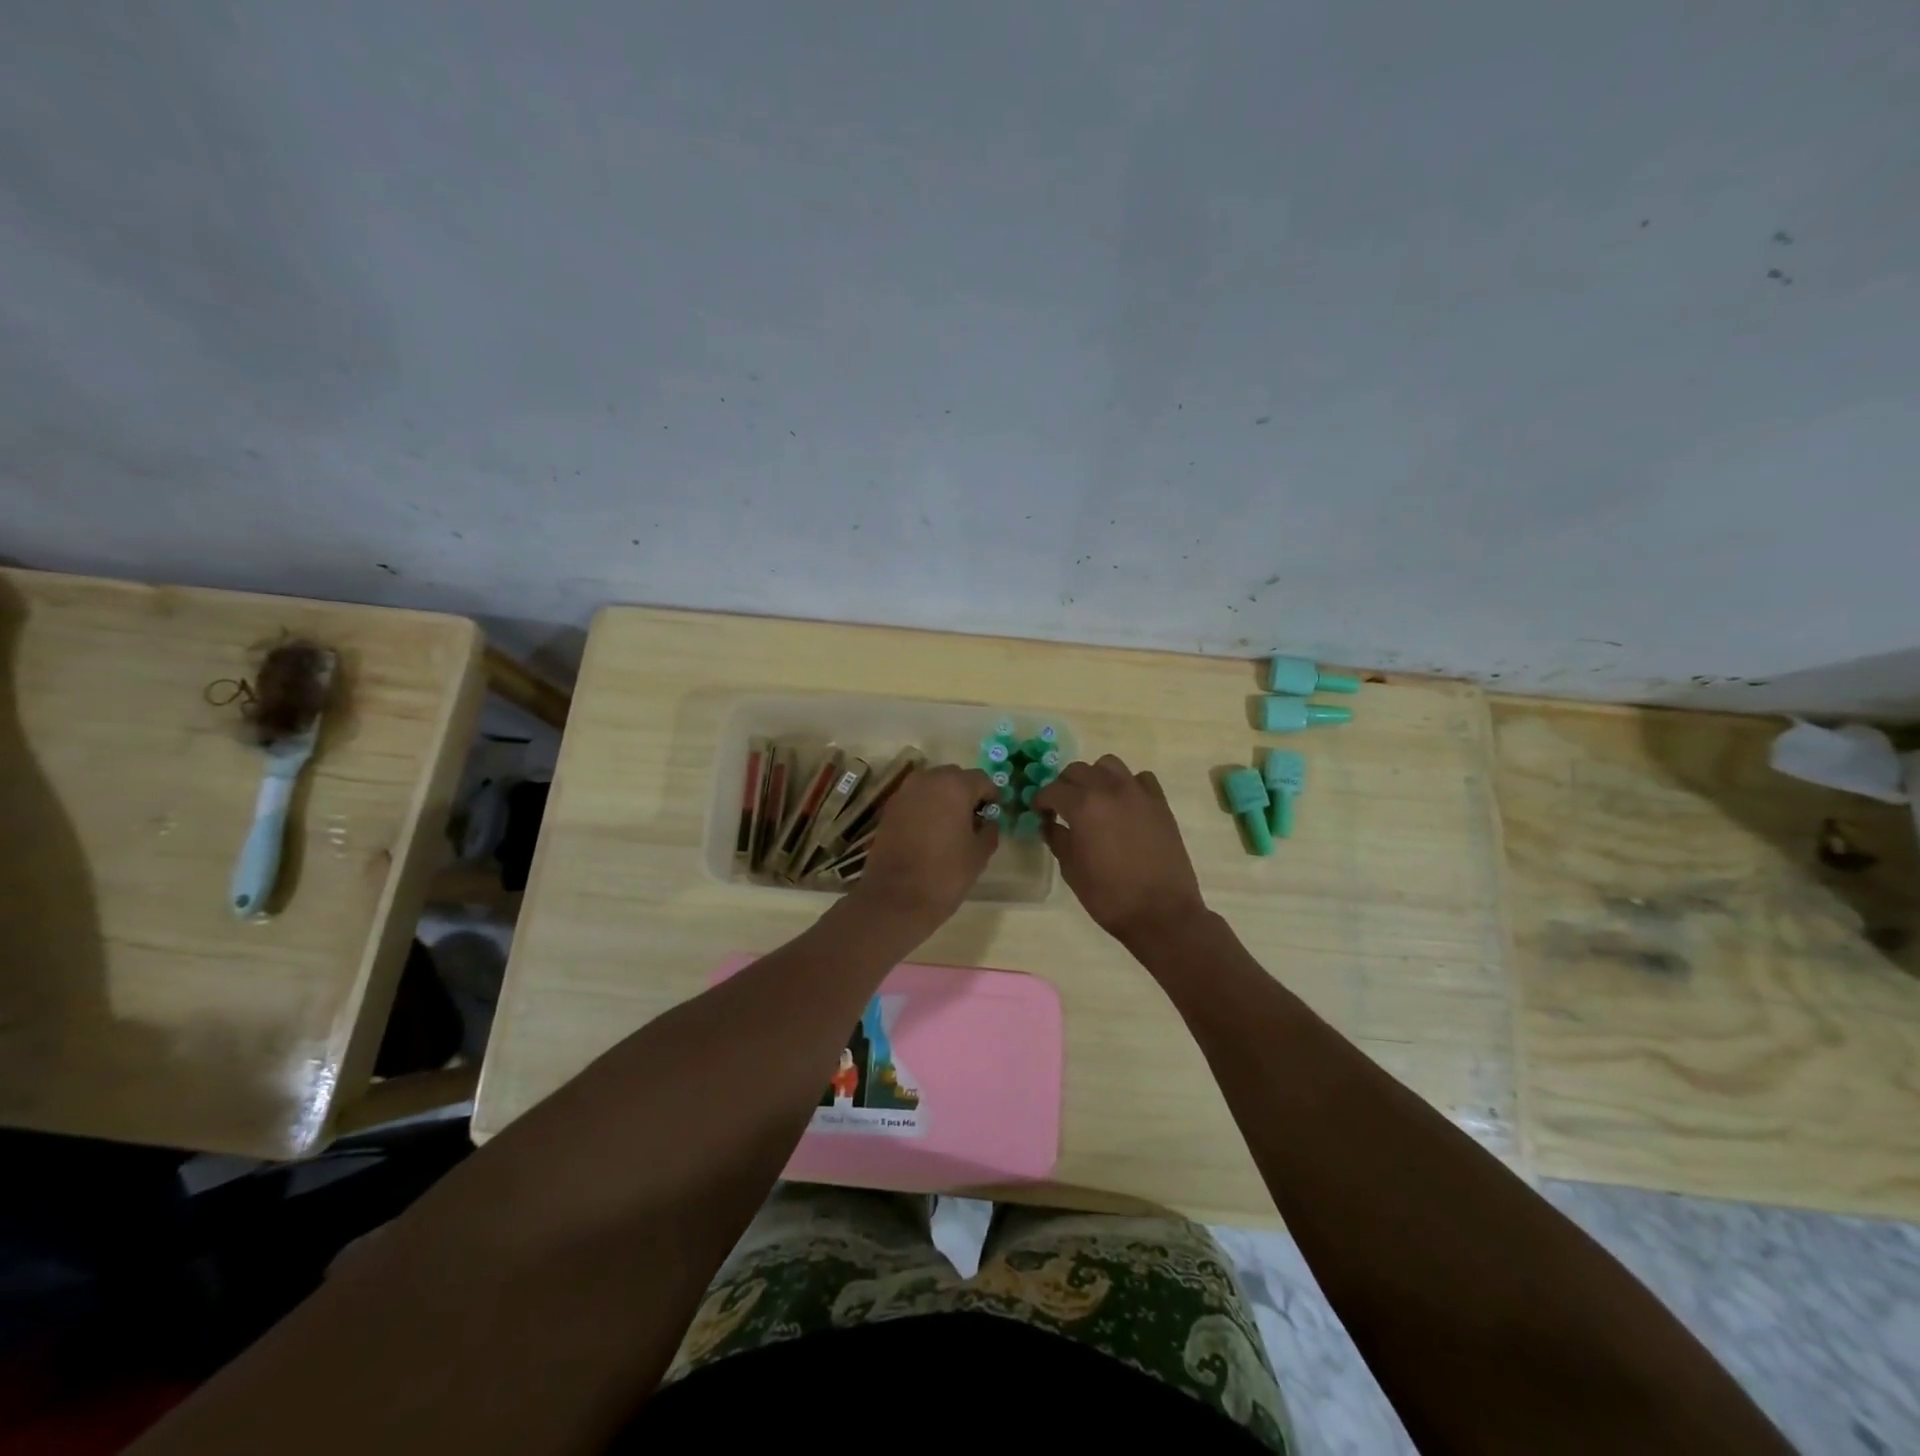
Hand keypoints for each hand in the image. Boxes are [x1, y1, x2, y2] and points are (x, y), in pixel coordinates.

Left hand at [851, 765, 998, 930]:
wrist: (896, 897)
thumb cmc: (945, 874)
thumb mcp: (979, 854)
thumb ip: (989, 830)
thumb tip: (988, 821)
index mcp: (954, 786)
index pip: (981, 780)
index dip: (991, 795)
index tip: (994, 813)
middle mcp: (927, 780)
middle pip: (954, 777)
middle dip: (966, 793)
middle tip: (973, 818)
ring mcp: (904, 793)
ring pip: (932, 786)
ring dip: (944, 798)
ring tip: (950, 825)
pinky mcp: (889, 809)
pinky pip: (914, 799)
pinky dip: (925, 808)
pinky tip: (929, 831)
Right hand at [1033, 754, 1207, 947]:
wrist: (1161, 912)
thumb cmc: (1109, 896)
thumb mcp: (1072, 870)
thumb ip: (1057, 839)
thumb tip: (1049, 824)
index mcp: (1083, 806)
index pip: (1052, 790)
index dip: (1041, 800)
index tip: (1039, 812)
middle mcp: (1109, 790)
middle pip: (1078, 770)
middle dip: (1065, 785)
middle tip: (1062, 806)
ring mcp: (1138, 793)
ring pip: (1109, 765)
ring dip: (1095, 777)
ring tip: (1094, 799)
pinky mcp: (1160, 803)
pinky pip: (1140, 779)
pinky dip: (1127, 785)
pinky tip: (1124, 805)